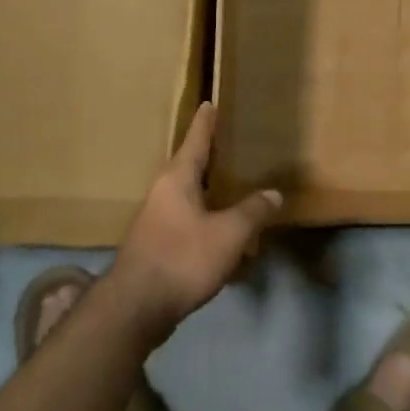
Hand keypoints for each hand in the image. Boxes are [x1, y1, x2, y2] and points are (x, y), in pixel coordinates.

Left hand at [110, 103, 280, 340]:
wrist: (136, 307)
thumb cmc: (182, 258)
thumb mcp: (229, 234)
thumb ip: (253, 211)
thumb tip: (273, 193)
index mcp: (177, 178)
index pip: (195, 139)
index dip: (206, 122)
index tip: (210, 102)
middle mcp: (163, 192)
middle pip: (191, 167)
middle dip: (211, 159)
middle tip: (233, 147)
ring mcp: (156, 220)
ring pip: (190, 198)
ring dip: (212, 196)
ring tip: (237, 193)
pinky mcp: (156, 245)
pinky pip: (188, 223)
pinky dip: (208, 223)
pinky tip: (226, 238)